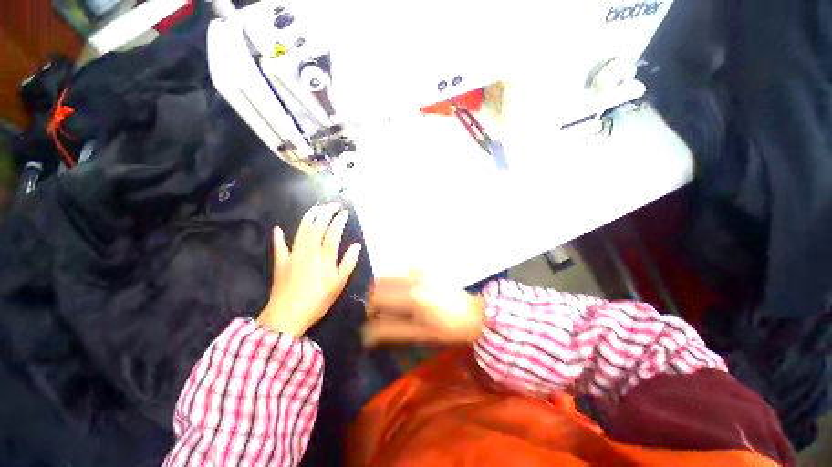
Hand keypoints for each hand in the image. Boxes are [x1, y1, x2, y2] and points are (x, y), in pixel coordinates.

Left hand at [257, 204, 361, 336]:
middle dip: (325, 213)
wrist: (287, 316)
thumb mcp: (338, 285)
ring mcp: (293, 255)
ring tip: (316, 209)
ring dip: (309, 217)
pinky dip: (279, 237)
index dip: (338, 220)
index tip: (344, 212)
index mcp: (324, 258)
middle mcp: (308, 251)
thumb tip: (356, 246)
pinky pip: (279, 246)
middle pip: (317, 226)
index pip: (332, 232)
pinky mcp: (281, 262)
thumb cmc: (317, 301)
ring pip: (301, 231)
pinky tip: (278, 229)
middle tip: (333, 205)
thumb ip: (348, 264)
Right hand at [363, 275, 485, 345]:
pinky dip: (397, 280)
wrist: (475, 313)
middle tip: (381, 309)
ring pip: (390, 273)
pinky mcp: (427, 267)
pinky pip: (403, 270)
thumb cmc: (449, 329)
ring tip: (393, 301)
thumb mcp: (420, 334)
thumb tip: (367, 334)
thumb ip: (392, 330)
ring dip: (385, 287)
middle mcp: (416, 278)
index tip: (373, 318)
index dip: (370, 308)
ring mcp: (422, 269)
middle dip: (375, 295)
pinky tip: (406, 292)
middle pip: (380, 280)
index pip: (378, 296)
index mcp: (414, 297)